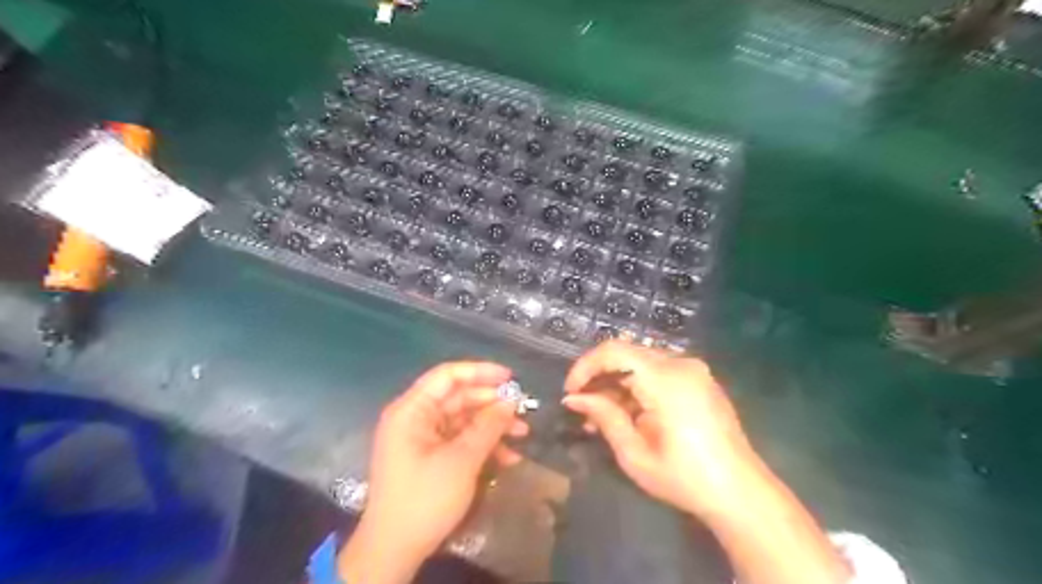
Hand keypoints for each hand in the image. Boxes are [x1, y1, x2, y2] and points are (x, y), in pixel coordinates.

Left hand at [337, 364, 525, 581]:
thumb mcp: (461, 460)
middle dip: (492, 404)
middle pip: (458, 398)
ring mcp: (423, 438)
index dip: (480, 372)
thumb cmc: (424, 499)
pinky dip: (483, 445)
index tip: (511, 378)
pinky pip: (460, 440)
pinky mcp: (430, 457)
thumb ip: (488, 426)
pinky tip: (508, 457)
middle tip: (523, 410)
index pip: (448, 376)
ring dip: (492, 426)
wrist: (394, 551)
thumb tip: (511, 401)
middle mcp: (415, 418)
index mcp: (412, 410)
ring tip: (523, 433)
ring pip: (463, 420)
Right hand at [563, 341, 757, 518]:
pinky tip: (628, 413)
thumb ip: (603, 417)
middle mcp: (681, 364)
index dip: (585, 366)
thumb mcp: (635, 453)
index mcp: (665, 378)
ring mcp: (694, 370)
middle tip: (582, 407)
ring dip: (617, 383)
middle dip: (599, 377)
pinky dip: (638, 386)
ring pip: (641, 362)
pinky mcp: (700, 380)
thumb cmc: (684, 478)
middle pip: (627, 354)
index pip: (613, 351)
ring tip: (600, 417)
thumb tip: (574, 399)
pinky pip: (659, 371)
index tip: (570, 392)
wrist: (741, 493)